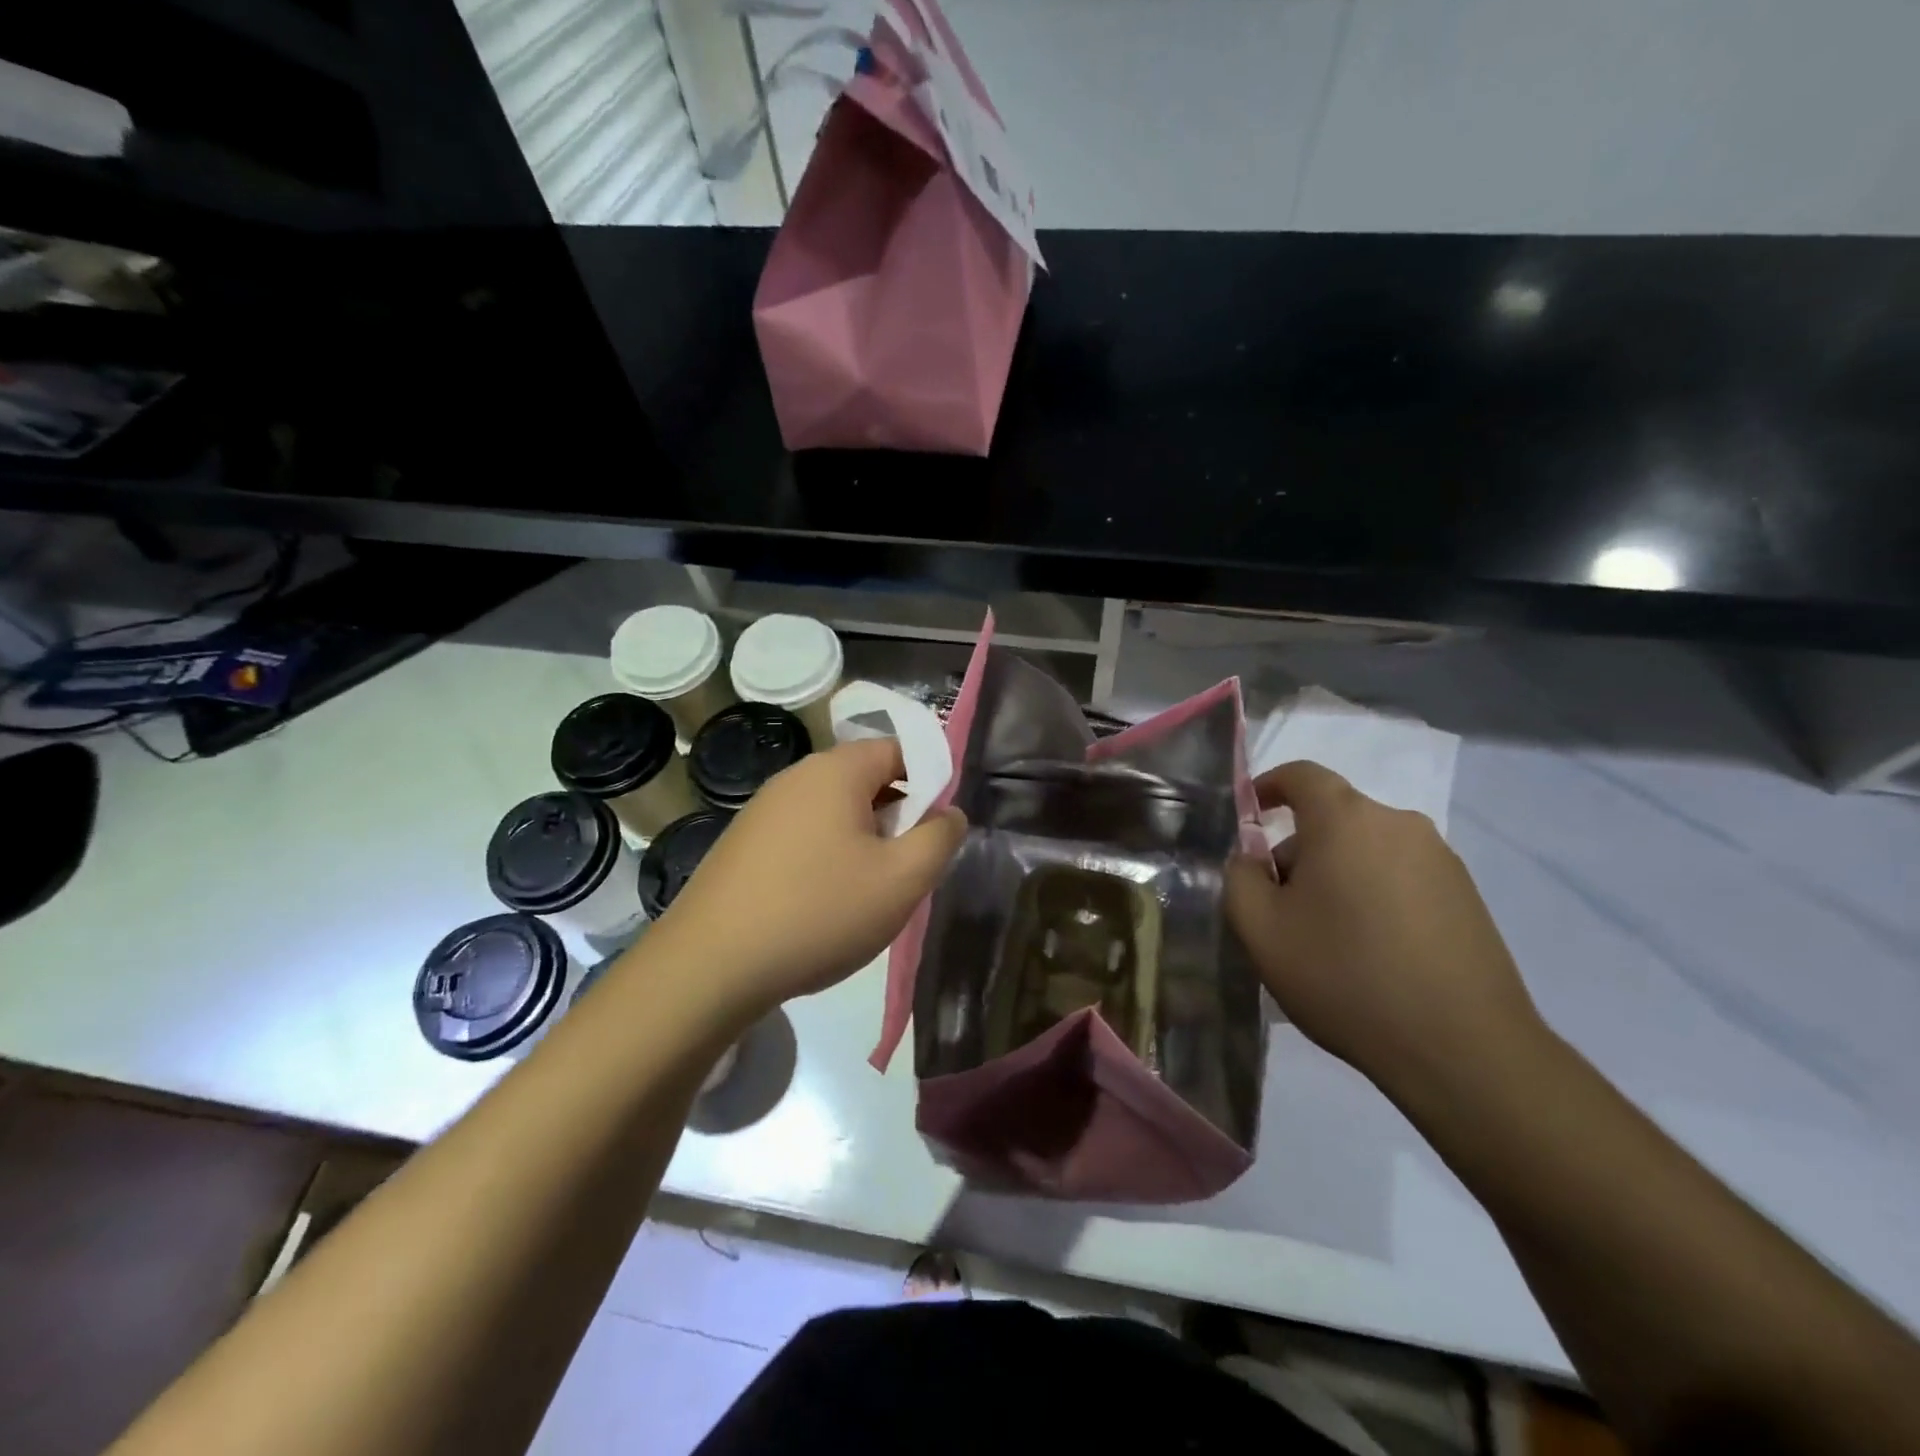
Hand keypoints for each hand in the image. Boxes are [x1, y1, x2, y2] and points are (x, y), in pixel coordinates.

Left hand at [654, 738, 966, 1018]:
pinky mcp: (742, 843)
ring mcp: (762, 809)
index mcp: (836, 770)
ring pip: (834, 812)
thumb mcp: (902, 880)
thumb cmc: (819, 912)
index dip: (930, 783)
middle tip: (905, 869)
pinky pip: (802, 835)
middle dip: (896, 817)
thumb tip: (949, 812)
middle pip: (866, 779)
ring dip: (862, 842)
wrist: (709, 966)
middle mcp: (796, 776)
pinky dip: (825, 858)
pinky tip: (821, 904)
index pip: (900, 750)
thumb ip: (940, 838)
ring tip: (866, 893)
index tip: (935, 832)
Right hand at [1224, 761, 1542, 1102]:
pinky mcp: (1468, 897)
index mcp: (1346, 820)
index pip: (1301, 775)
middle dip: (1298, 850)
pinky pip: (1401, 877)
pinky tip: (1370, 952)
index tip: (1248, 818)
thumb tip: (1251, 860)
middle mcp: (1399, 824)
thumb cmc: (1345, 976)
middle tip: (1279, 906)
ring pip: (1367, 849)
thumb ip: (1239, 879)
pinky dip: (1373, 896)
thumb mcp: (1261, 930)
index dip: (1267, 787)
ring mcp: (1442, 860)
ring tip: (1325, 937)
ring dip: (1337, 875)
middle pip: (1333, 818)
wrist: (1463, 1050)